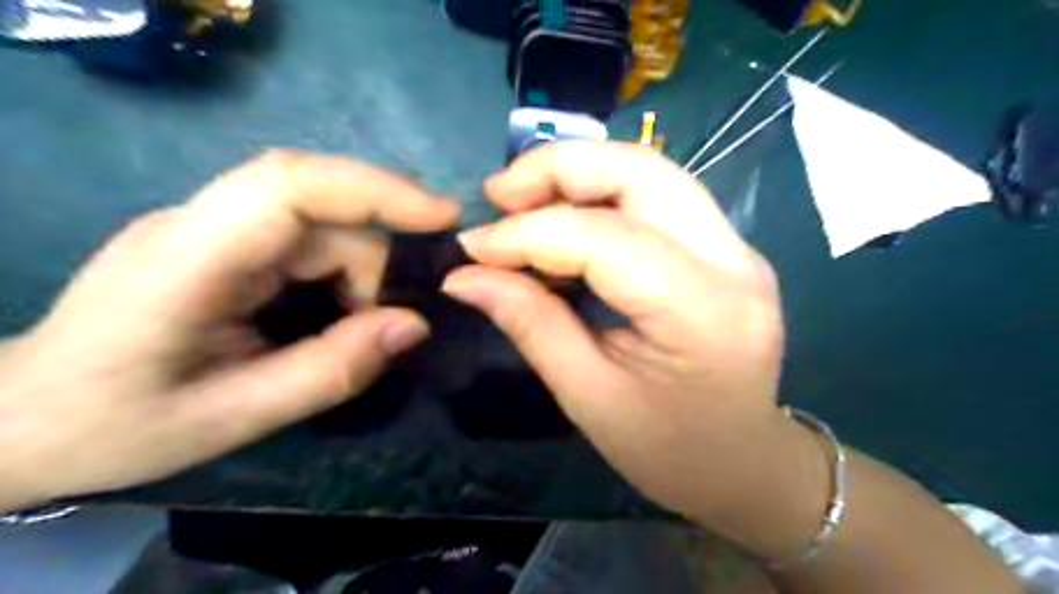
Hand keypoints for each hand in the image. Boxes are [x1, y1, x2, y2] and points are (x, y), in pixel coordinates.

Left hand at [0, 151, 457, 511]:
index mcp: (188, 258)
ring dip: (360, 279)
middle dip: (375, 267)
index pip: (291, 184)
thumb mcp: (234, 417)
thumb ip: (331, 370)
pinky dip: (342, 279)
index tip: (443, 217)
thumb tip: (414, 325)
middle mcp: (203, 223)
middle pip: (324, 213)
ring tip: (356, 334)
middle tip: (393, 325)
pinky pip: (309, 243)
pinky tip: (336, 318)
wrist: (21, 418)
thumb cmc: (114, 425)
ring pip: (324, 228)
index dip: (377, 189)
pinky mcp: (228, 242)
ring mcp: (215, 227)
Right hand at [444, 141, 831, 556]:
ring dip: (579, 174)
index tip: (471, 247)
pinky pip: (658, 197)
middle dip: (558, 168)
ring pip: (651, 173)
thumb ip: (529, 323)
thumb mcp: (587, 396)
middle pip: (641, 172)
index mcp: (703, 313)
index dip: (527, 234)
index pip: (604, 239)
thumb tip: (462, 275)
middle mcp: (734, 262)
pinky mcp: (727, 248)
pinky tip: (564, 219)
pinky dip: (601, 195)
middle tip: (498, 196)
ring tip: (522, 202)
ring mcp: (738, 248)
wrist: (743, 463)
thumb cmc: (667, 450)